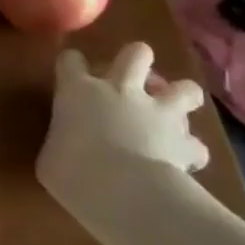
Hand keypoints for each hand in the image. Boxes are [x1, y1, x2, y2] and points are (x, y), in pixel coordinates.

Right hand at [37, 43, 207, 214]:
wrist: (123, 191)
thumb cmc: (72, 170)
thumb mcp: (48, 157)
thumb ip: (58, 142)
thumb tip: (62, 148)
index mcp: (78, 90)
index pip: (70, 60)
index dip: (71, 65)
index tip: (70, 76)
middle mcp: (120, 90)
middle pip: (136, 54)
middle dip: (137, 59)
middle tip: (133, 79)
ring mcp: (158, 112)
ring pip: (185, 88)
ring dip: (180, 97)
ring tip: (171, 113)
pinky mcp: (186, 142)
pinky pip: (196, 144)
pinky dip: (191, 150)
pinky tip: (184, 159)